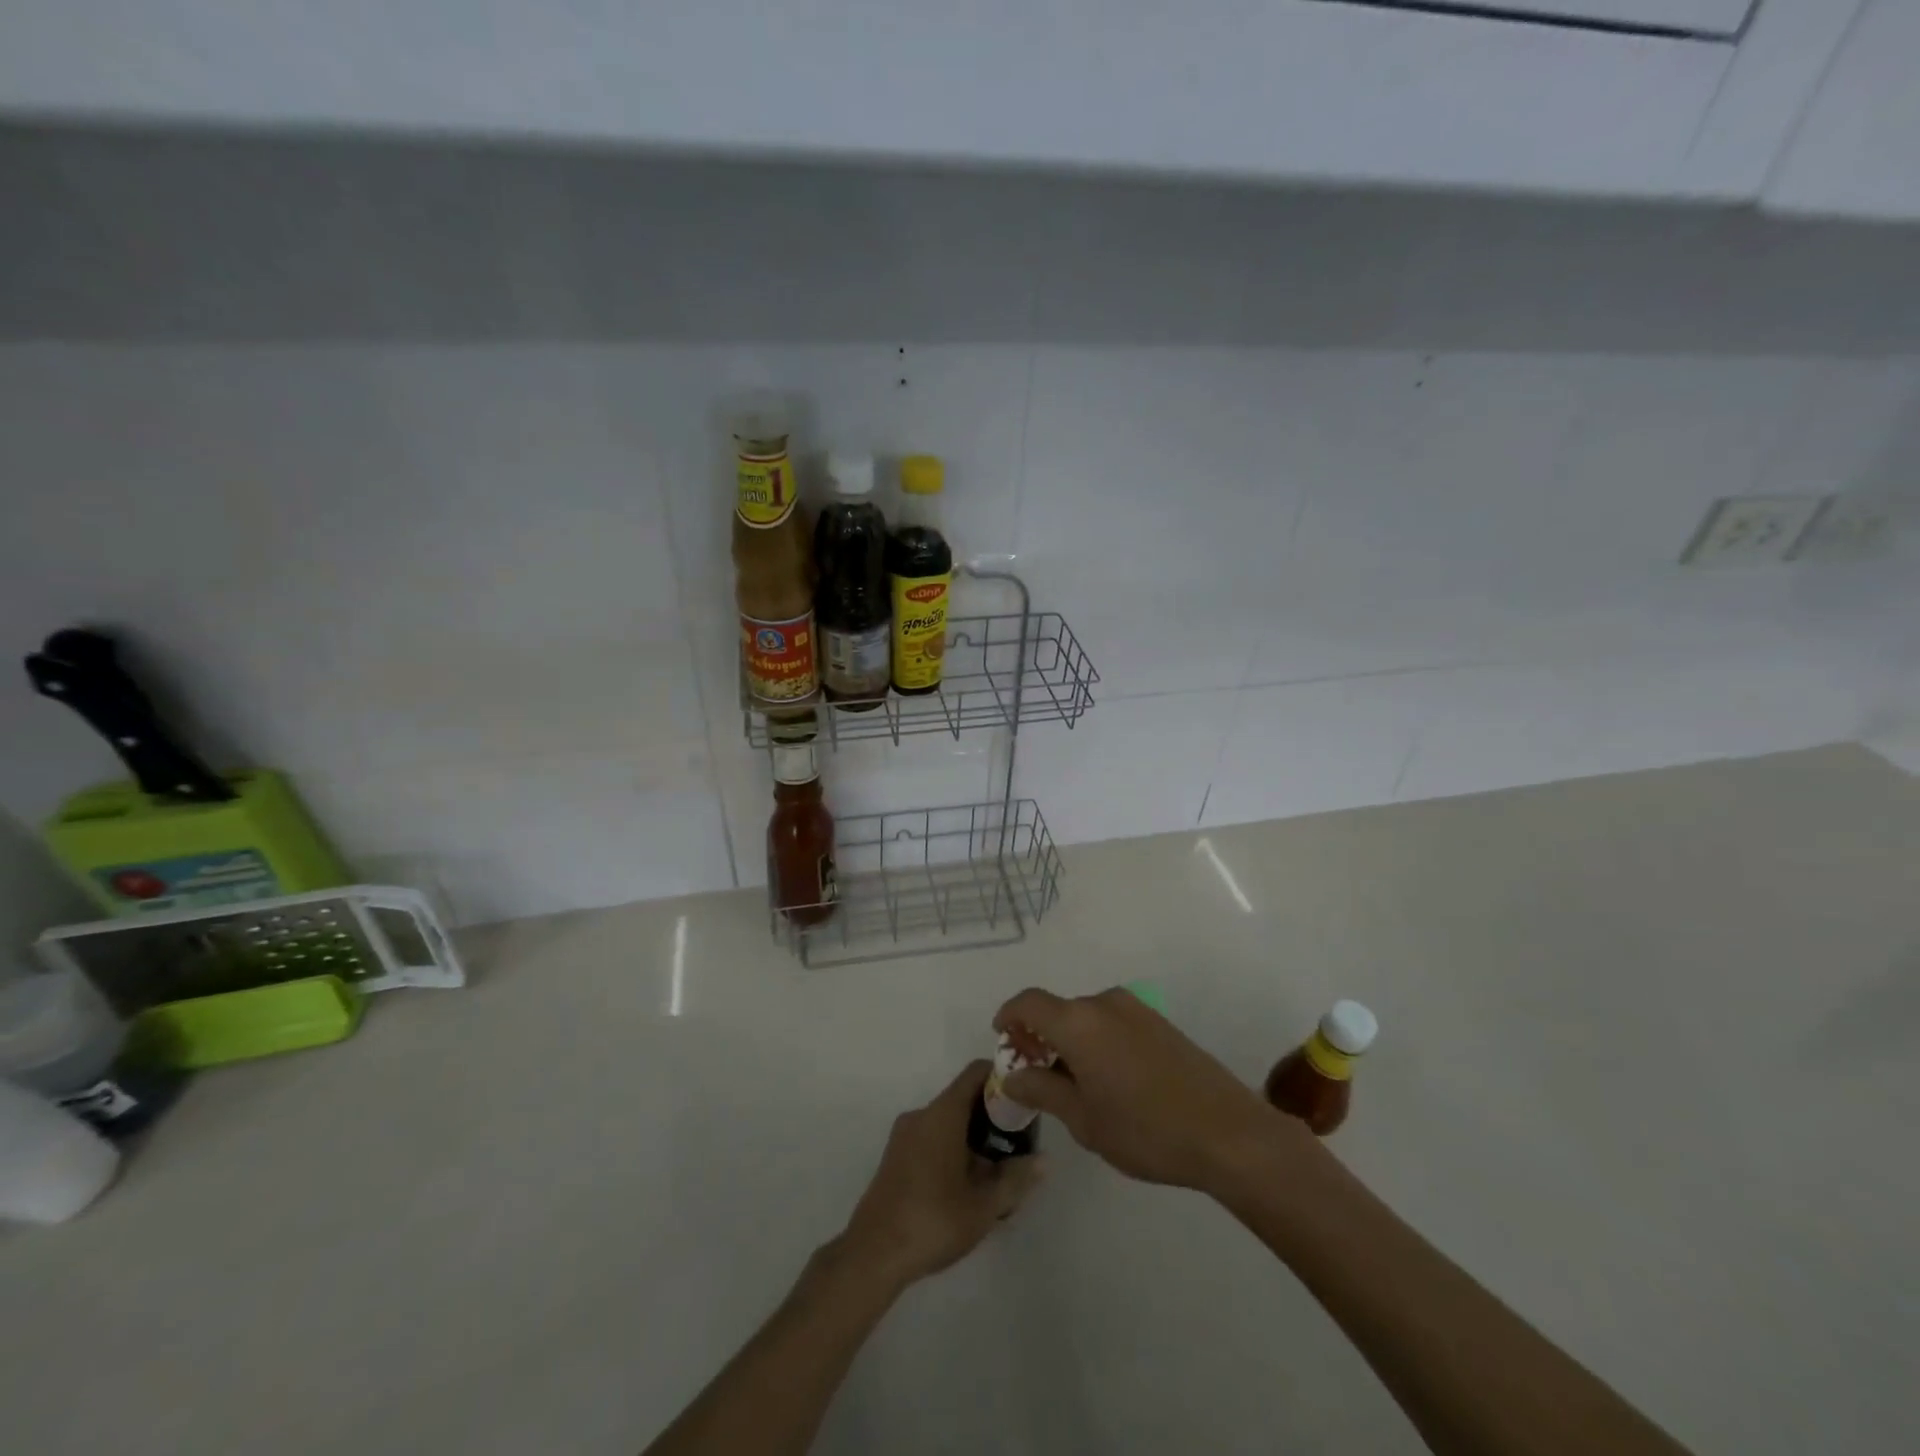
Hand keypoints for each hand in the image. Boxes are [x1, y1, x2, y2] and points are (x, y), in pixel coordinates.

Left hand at [838, 1061, 1045, 1290]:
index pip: (975, 1073)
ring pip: (948, 1122)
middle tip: (1019, 1143)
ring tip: (999, 1172)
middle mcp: (921, 1115)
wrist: (873, 1255)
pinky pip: (932, 1139)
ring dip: (974, 1138)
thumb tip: (1045, 1160)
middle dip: (993, 1116)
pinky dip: (954, 1150)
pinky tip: (969, 1187)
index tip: (1025, 1096)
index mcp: (942, 1113)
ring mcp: (905, 1136)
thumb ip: (1016, 1178)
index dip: (1002, 1077)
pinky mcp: (896, 1157)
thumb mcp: (984, 1205)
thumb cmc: (933, 1220)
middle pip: (963, 1098)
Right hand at [995, 987, 1299, 1194]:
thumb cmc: (1145, 1130)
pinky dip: (1095, 1040)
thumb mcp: (1083, 1119)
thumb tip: (1012, 1077)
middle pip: (1058, 1010)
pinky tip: (1107, 1079)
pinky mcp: (1159, 1023)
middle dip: (1038, 1035)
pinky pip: (1112, 1022)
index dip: (1008, 1017)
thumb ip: (1042, 1091)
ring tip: (1071, 1082)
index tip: (1002, 1041)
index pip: (1029, 1003)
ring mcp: (1136, 1010)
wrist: (1228, 1132)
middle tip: (1034, 1073)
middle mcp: (1104, 1003)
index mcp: (1078, 1022)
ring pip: (1086, 1016)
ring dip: (1069, 1039)